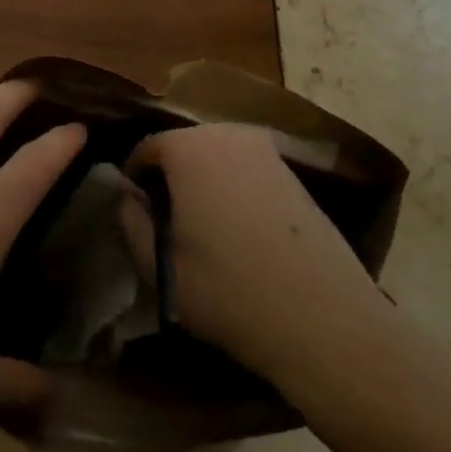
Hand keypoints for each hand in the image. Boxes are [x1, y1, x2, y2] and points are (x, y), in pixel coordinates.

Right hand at [123, 124, 386, 379]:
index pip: (146, 148)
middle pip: (184, 148)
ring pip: (218, 158)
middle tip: (167, 224)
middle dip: (171, 178)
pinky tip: (241, 234)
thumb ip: (130, 221)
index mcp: (190, 147)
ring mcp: (269, 151)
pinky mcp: (296, 173)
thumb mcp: (158, 266)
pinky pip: (248, 171)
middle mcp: (230, 134)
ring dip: (204, 184)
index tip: (137, 216)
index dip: (134, 181)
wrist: (322, 317)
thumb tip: (128, 196)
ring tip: (204, 232)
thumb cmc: (228, 290)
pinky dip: (235, 190)